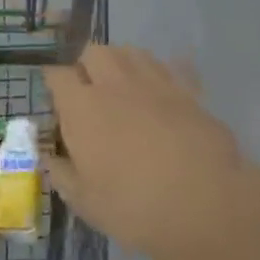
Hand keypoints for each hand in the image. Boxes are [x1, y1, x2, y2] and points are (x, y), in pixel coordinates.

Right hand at [44, 45, 255, 259]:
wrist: (209, 205)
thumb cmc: (135, 207)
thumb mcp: (85, 203)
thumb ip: (62, 174)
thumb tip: (51, 157)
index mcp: (81, 107)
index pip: (56, 75)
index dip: (53, 82)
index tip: (54, 96)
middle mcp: (113, 84)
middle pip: (93, 52)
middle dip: (86, 65)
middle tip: (89, 92)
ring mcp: (153, 83)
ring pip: (130, 52)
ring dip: (120, 63)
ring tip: (122, 87)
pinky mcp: (188, 91)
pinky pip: (171, 66)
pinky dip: (162, 72)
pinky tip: (161, 91)